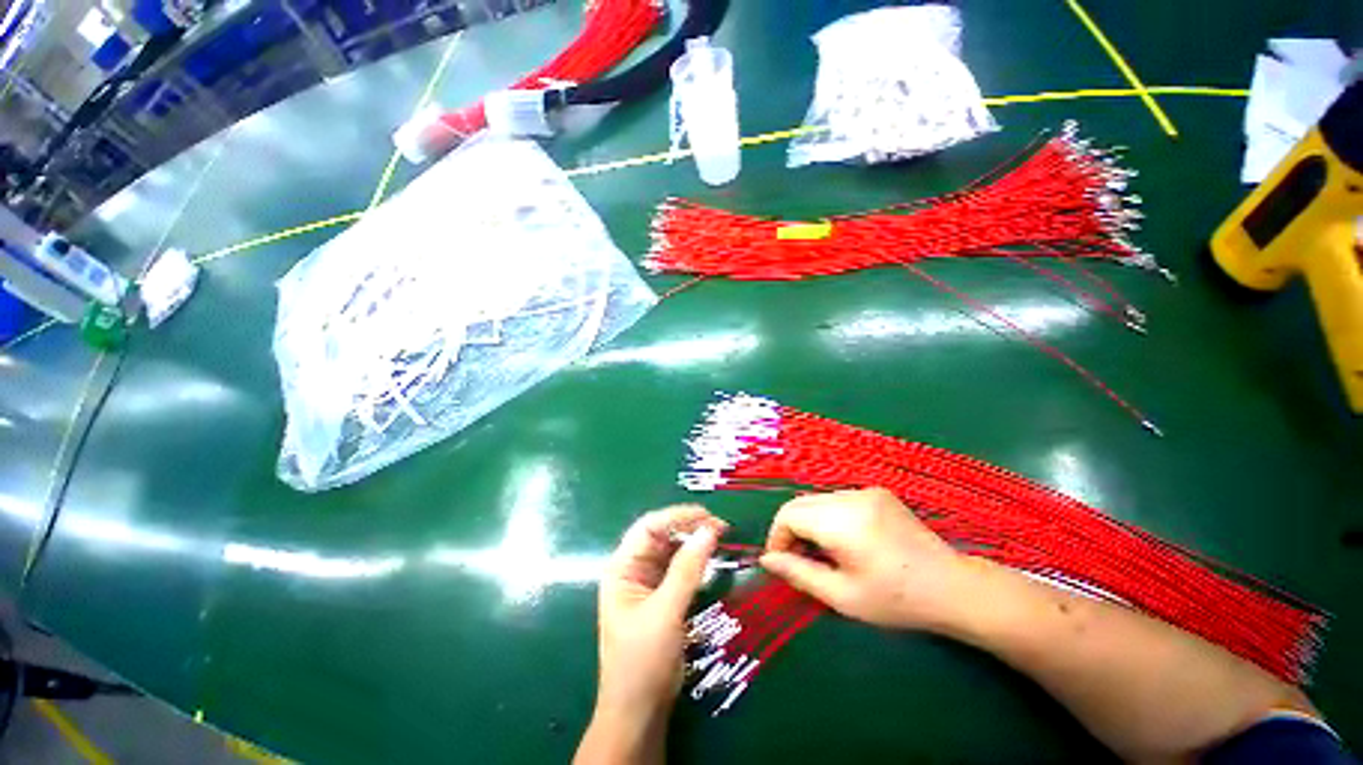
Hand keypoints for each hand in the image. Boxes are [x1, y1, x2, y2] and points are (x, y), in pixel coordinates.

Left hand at [591, 506, 724, 732]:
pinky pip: (679, 568)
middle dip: (689, 527)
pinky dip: (695, 560)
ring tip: (720, 538)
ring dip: (694, 542)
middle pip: (661, 535)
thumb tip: (709, 530)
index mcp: (622, 567)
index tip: (708, 516)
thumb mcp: (665, 612)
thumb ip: (687, 570)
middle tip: (720, 527)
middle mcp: (633, 569)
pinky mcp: (662, 596)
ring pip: (672, 550)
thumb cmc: (642, 661)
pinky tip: (711, 558)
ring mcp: (648, 582)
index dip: (677, 516)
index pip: (649, 526)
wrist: (639, 713)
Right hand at [760, 488, 972, 632]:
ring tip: (822, 552)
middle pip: (800, 503)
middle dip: (790, 529)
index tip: (780, 562)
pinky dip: (828, 516)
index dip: (777, 537)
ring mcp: (865, 491)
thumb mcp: (842, 596)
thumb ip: (799, 574)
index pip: (788, 515)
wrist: (953, 587)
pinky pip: (837, 499)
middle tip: (799, 559)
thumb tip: (768, 560)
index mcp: (841, 522)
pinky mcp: (877, 492)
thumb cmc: (896, 600)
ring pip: (817, 500)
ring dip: (809, 522)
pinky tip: (844, 540)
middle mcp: (850, 497)